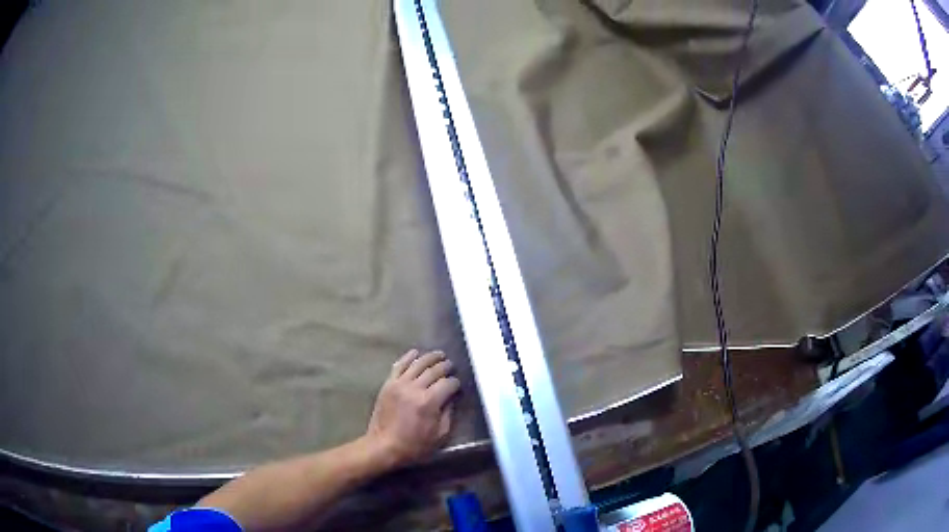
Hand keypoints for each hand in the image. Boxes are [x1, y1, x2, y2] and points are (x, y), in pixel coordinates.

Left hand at [364, 349, 460, 468]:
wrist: (384, 446)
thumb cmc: (414, 445)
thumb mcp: (439, 435)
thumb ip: (448, 413)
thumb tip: (450, 398)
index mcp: (429, 402)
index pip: (448, 384)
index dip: (455, 383)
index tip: (457, 385)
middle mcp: (415, 388)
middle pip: (434, 370)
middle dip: (445, 367)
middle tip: (451, 365)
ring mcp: (399, 384)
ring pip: (418, 363)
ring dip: (430, 357)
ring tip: (439, 355)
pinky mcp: (388, 384)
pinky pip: (399, 365)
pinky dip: (408, 357)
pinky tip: (415, 352)